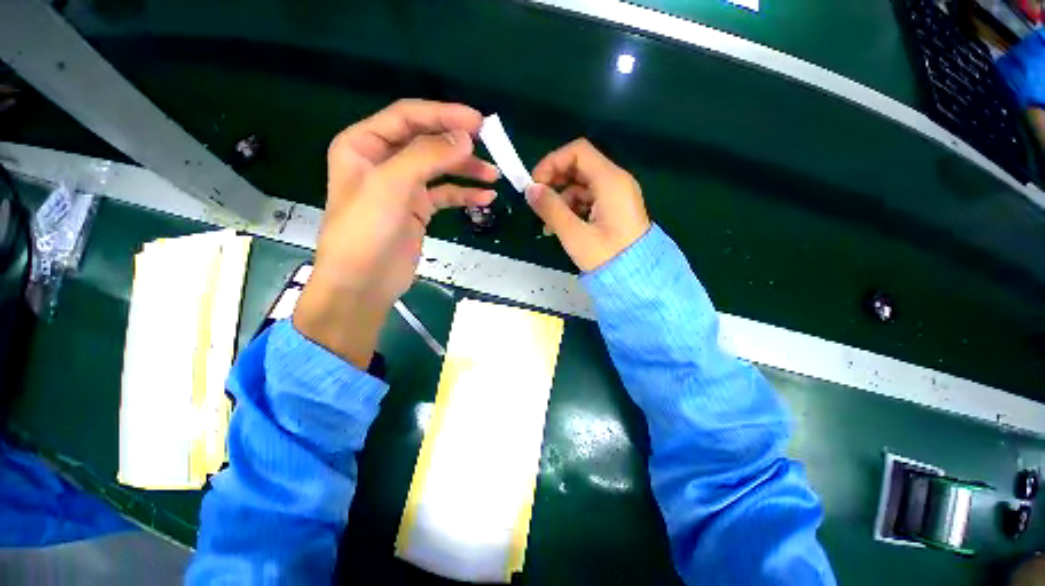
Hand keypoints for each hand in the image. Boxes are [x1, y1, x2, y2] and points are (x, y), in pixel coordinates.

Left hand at [294, 99, 497, 367]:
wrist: (363, 284)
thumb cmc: (365, 231)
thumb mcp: (392, 186)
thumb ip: (427, 156)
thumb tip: (465, 138)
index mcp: (364, 145)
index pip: (408, 117)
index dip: (443, 114)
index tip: (478, 121)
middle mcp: (383, 161)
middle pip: (426, 141)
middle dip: (458, 142)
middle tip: (490, 144)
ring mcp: (403, 187)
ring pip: (440, 169)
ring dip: (467, 170)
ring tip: (494, 175)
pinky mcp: (418, 210)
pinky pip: (445, 195)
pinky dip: (465, 195)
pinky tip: (485, 198)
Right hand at [526, 139, 649, 271]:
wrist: (636, 280)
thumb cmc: (607, 256)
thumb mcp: (574, 234)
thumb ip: (550, 208)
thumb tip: (530, 189)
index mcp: (610, 181)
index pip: (578, 151)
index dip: (552, 162)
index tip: (535, 183)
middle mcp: (616, 182)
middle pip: (579, 167)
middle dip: (555, 183)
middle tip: (538, 203)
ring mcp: (616, 196)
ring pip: (581, 186)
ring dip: (561, 200)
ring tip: (548, 225)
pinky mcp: (614, 209)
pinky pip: (588, 200)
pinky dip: (572, 209)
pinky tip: (561, 227)